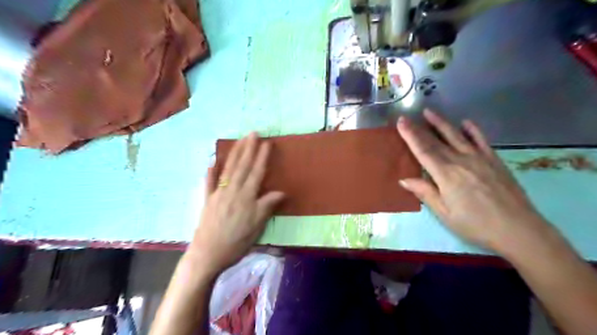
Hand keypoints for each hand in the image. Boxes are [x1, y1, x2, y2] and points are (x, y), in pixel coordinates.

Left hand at [189, 132, 286, 275]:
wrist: (208, 255)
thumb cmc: (237, 241)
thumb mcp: (257, 225)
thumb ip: (267, 205)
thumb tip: (282, 192)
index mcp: (246, 196)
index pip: (256, 172)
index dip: (262, 157)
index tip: (266, 143)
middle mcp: (231, 191)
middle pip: (241, 166)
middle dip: (248, 148)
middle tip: (252, 133)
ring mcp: (217, 194)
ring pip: (228, 169)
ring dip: (234, 154)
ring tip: (239, 141)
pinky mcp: (206, 201)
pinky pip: (208, 183)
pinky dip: (210, 172)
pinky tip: (211, 163)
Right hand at [395, 110, 549, 253]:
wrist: (519, 229)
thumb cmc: (475, 224)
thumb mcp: (445, 213)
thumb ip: (425, 193)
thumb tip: (404, 179)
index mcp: (446, 174)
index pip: (423, 151)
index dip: (411, 136)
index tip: (401, 122)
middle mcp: (461, 161)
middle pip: (436, 142)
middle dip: (419, 128)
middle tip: (407, 117)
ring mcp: (479, 158)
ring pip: (456, 136)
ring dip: (441, 123)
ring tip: (429, 112)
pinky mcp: (494, 160)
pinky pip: (481, 140)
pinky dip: (473, 130)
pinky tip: (466, 122)